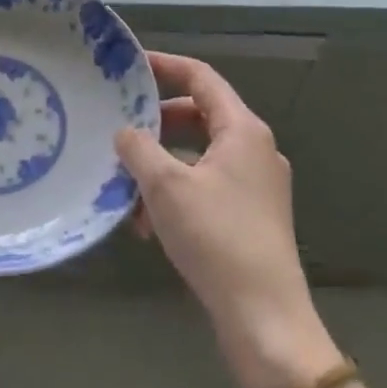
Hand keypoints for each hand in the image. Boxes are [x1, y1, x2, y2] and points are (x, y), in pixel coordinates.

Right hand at [116, 53, 336, 387]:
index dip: (165, 66)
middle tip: (121, 128)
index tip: (130, 67)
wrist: (266, 321)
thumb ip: (138, 148)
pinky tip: (146, 224)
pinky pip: (206, 186)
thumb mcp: (165, 185)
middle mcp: (255, 150)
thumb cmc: (216, 238)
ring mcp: (257, 186)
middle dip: (156, 122)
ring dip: (161, 164)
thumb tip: (125, 132)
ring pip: (199, 156)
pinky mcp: (252, 218)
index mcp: (243, 130)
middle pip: (199, 115)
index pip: (201, 78)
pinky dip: (176, 193)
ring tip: (126, 188)